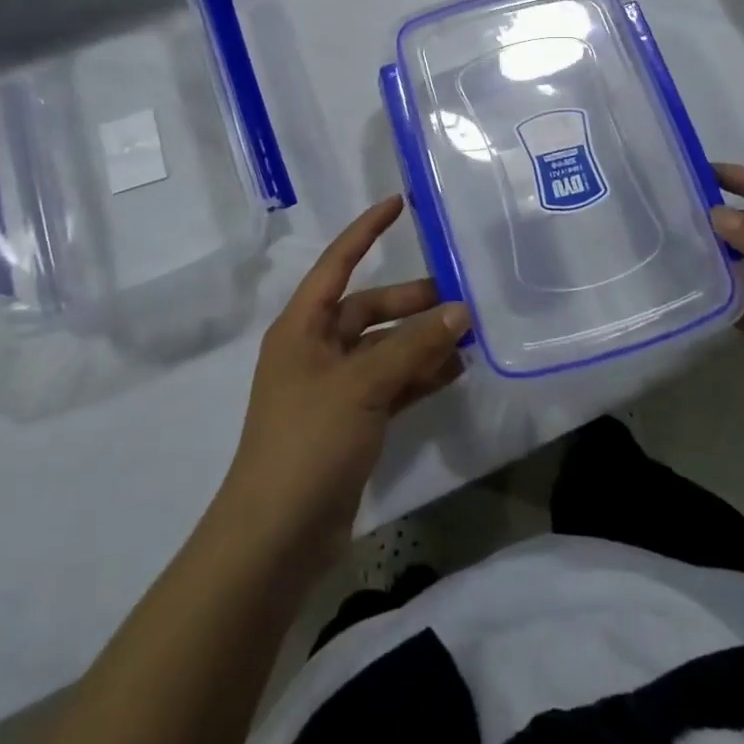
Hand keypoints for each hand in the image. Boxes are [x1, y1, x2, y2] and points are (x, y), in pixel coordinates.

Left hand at [220, 196, 470, 572]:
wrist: (276, 538)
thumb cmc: (308, 442)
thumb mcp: (362, 385)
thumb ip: (413, 346)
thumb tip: (460, 310)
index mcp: (302, 327)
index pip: (337, 263)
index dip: (366, 231)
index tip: (398, 204)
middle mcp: (315, 349)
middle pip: (368, 308)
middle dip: (411, 301)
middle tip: (460, 299)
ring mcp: (333, 388)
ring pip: (384, 348)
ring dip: (421, 341)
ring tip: (467, 336)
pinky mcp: (350, 422)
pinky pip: (391, 384)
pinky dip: (419, 376)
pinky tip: (454, 373)